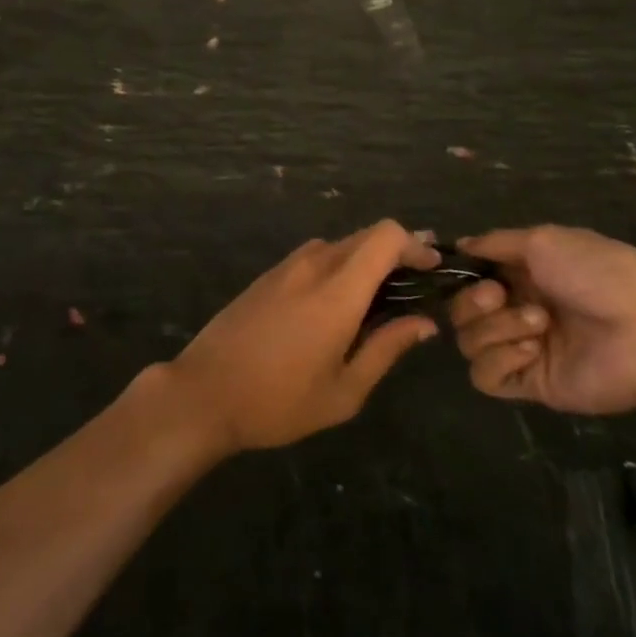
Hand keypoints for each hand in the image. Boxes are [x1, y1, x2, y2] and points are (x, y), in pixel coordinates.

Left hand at [165, 220, 439, 452]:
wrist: (204, 392)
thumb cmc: (278, 402)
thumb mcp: (344, 391)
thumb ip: (387, 349)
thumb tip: (425, 323)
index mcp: (338, 290)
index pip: (385, 236)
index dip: (415, 244)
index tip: (432, 269)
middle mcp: (314, 264)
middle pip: (367, 235)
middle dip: (397, 251)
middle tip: (417, 284)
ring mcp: (288, 265)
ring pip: (341, 243)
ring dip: (368, 259)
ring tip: (382, 297)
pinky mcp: (270, 273)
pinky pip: (317, 255)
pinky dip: (341, 265)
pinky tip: (341, 300)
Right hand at [449, 224, 635, 414]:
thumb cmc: (598, 273)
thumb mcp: (543, 240)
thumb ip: (496, 243)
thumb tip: (460, 245)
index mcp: (520, 275)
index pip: (469, 279)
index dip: (462, 277)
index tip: (469, 270)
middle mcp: (515, 310)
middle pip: (460, 313)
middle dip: (473, 302)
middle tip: (501, 296)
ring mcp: (522, 349)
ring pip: (469, 343)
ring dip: (497, 328)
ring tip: (539, 322)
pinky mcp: (531, 384)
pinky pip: (487, 377)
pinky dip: (500, 359)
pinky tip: (532, 350)